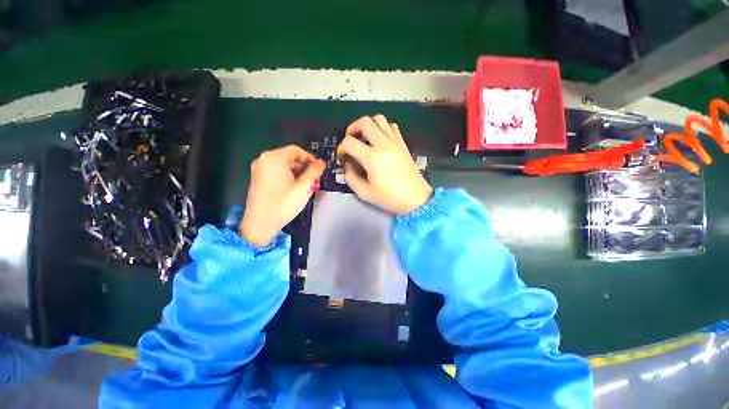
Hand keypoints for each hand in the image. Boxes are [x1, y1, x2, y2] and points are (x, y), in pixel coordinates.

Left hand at [240, 145, 324, 245]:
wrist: (259, 224)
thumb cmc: (283, 204)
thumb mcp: (303, 187)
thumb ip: (314, 172)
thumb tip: (321, 162)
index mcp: (274, 158)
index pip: (296, 150)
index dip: (310, 158)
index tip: (319, 170)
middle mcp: (264, 159)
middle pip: (289, 157)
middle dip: (304, 166)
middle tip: (314, 179)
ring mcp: (259, 169)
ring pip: (284, 165)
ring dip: (297, 172)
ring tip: (306, 185)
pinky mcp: (258, 178)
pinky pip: (276, 172)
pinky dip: (288, 176)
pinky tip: (294, 188)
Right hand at [337, 115, 432, 214]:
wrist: (415, 198)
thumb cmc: (390, 198)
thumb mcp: (364, 193)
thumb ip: (350, 177)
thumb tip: (347, 164)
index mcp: (372, 158)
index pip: (349, 142)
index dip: (340, 149)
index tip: (342, 157)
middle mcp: (384, 144)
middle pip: (364, 122)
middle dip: (351, 129)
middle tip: (350, 141)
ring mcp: (395, 141)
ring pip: (379, 119)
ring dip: (367, 125)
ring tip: (364, 138)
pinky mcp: (402, 143)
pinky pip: (391, 126)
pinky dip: (382, 128)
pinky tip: (379, 140)